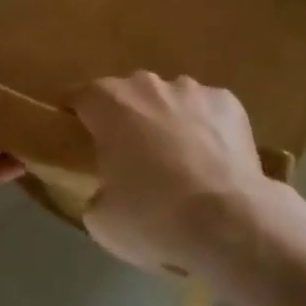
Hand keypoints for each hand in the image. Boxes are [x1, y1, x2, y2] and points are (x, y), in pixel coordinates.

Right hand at [69, 73, 274, 275]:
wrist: (229, 222)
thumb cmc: (155, 217)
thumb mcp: (103, 222)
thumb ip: (95, 195)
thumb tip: (104, 192)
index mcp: (108, 103)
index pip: (78, 97)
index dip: (75, 117)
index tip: (78, 140)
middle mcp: (145, 84)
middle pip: (127, 95)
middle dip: (127, 120)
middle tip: (133, 161)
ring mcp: (189, 88)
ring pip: (169, 100)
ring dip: (168, 122)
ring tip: (180, 164)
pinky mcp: (226, 100)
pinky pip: (207, 110)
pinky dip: (206, 129)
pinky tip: (214, 163)